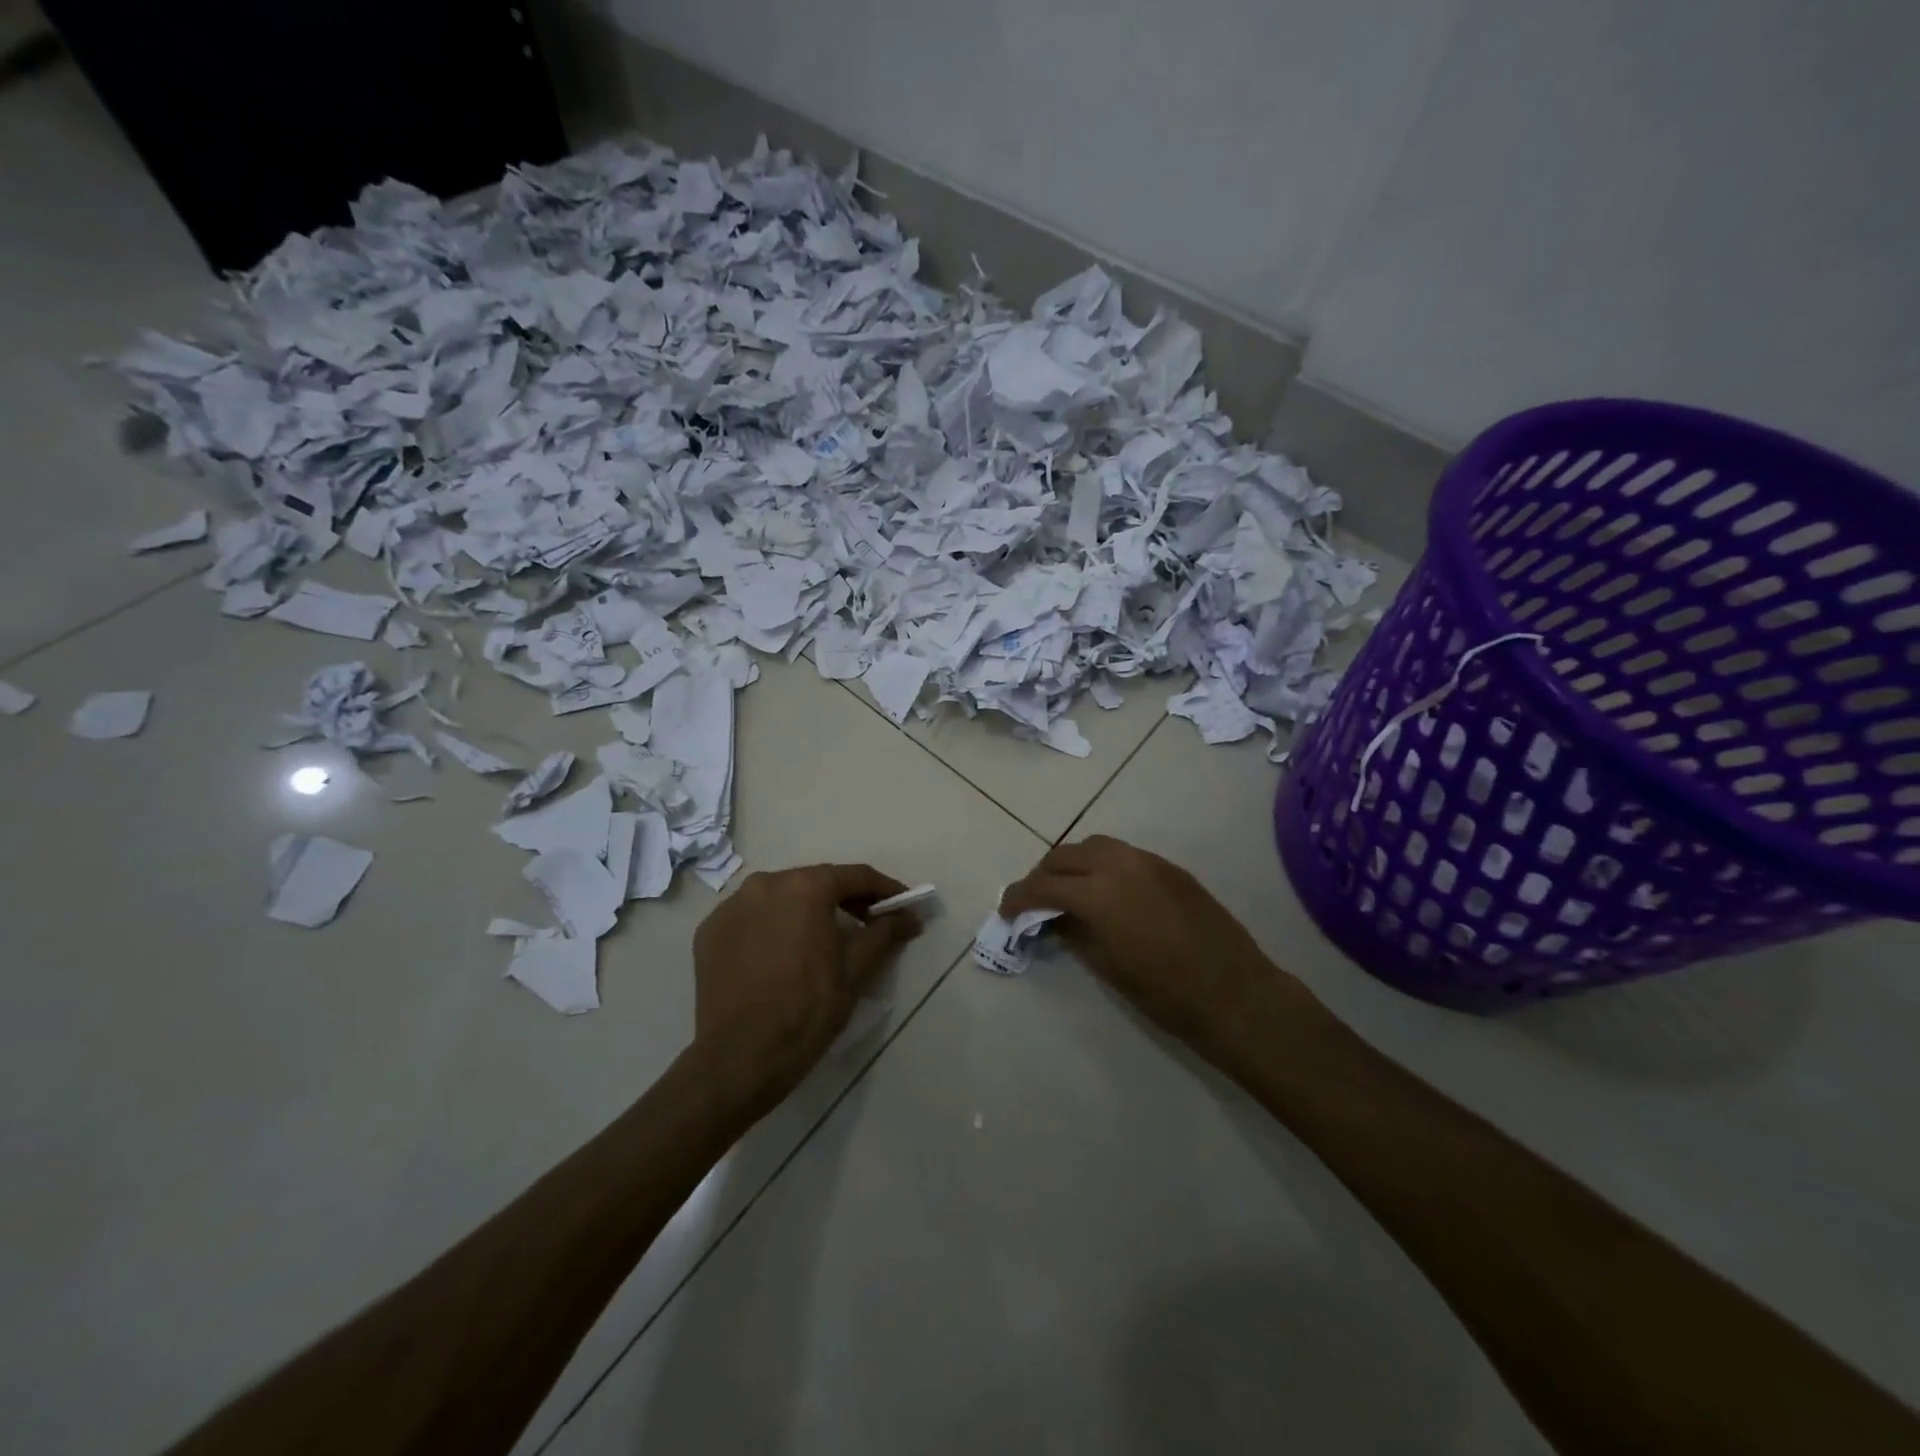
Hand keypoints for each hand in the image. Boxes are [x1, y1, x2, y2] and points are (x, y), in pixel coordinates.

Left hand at [691, 864, 921, 1116]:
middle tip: (870, 923)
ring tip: (825, 939)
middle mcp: (765, 883)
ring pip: (781, 897)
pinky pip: (752, 918)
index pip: (855, 877)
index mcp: (805, 887)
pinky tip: (784, 954)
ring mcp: (731, 906)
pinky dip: (773, 927)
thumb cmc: (807, 1010)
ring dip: (807, 911)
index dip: (885, 890)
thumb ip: (884, 933)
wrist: (739, 1059)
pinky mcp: (709, 931)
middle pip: (816, 882)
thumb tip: (910, 916)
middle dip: (846, 899)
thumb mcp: (856, 971)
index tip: (903, 905)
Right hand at [1000, 836, 1309, 1064]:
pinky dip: (1101, 864)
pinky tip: (1103, 890)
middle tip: (1033, 900)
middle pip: (1065, 855)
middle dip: (1043, 875)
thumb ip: (1074, 933)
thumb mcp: (1108, 967)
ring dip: (1072, 862)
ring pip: (1095, 846)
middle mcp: (1119, 864)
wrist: (1236, 994)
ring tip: (1065, 889)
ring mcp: (1148, 861)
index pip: (1044, 886)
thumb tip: (1053, 919)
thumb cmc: (1166, 993)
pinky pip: (1123, 854)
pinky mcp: (1170, 867)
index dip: (1018, 897)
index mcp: (1099, 893)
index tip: (1005, 910)